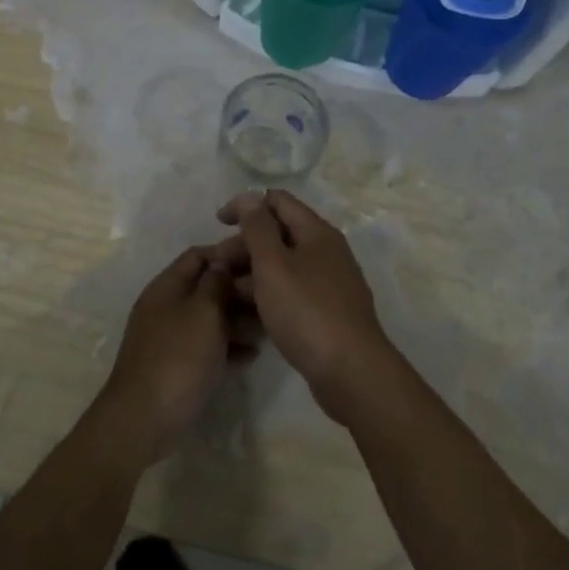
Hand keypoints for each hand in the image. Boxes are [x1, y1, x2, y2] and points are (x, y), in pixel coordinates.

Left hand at [96, 248, 257, 463]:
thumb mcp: (204, 312)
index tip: (260, 261)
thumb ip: (216, 283)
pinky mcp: (176, 364)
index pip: (199, 255)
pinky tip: (252, 355)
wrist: (145, 418)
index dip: (228, 254)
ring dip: (237, 319)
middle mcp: (166, 306)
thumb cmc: (178, 357)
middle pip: (205, 286)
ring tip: (267, 327)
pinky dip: (228, 345)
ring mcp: (170, 336)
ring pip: (208, 317)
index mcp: (167, 286)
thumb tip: (222, 263)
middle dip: (237, 289)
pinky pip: (206, 344)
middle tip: (270, 298)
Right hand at [213, 191, 399, 426]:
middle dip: (245, 243)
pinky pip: (293, 290)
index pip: (278, 201)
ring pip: (285, 264)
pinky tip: (250, 312)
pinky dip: (270, 293)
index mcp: (317, 232)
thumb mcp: (273, 265)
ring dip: (254, 271)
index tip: (218, 223)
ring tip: (227, 292)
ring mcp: (330, 283)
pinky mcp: (328, 312)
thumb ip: (258, 228)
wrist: (351, 372)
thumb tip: (250, 197)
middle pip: (280, 233)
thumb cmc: (306, 311)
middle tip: (217, 266)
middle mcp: (327, 251)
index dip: (246, 206)